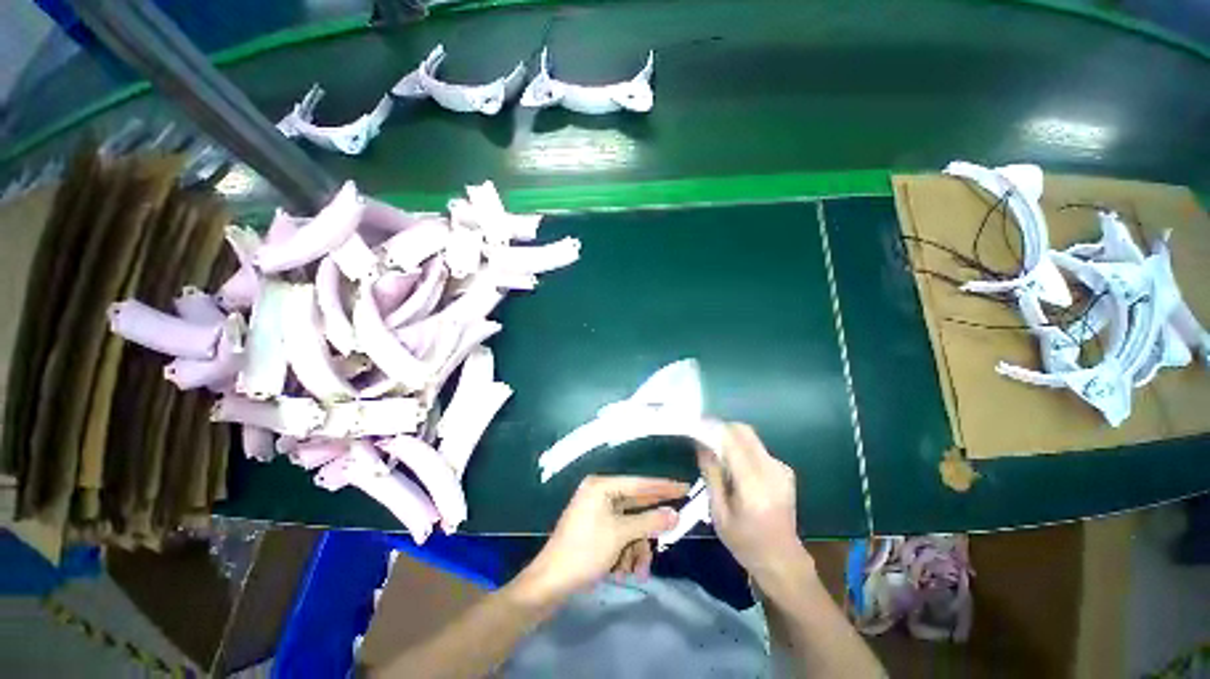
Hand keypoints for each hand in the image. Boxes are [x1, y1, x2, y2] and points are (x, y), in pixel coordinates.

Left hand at [513, 475, 687, 605]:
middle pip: (636, 506)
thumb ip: (649, 521)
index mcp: (601, 486)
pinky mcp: (595, 530)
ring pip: (630, 526)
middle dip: (648, 530)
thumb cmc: (585, 551)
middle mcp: (599, 494)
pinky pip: (620, 536)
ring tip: (637, 571)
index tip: (685, 487)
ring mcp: (596, 512)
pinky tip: (623, 572)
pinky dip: (625, 553)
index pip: (640, 483)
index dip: (664, 487)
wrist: (550, 582)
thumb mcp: (620, 535)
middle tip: (672, 532)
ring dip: (636, 549)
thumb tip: (675, 514)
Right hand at [698, 423, 813, 588]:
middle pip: (744, 432)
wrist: (782, 560)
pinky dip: (742, 449)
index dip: (712, 429)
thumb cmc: (745, 542)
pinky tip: (736, 469)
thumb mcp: (719, 512)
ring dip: (732, 439)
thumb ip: (712, 475)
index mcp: (753, 485)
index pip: (732, 441)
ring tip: (718, 457)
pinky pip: (758, 448)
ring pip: (751, 437)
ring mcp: (781, 469)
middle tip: (704, 438)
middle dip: (722, 429)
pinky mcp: (784, 470)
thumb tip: (702, 444)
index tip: (696, 425)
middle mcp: (771, 470)